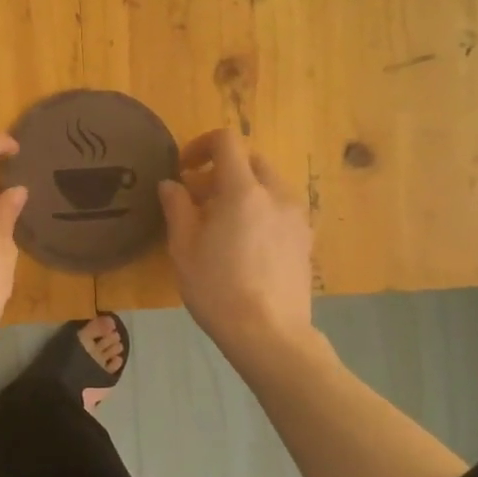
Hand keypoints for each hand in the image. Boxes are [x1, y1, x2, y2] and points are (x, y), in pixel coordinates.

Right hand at [158, 128, 315, 356]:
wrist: (269, 335)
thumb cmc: (218, 289)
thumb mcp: (184, 248)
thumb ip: (177, 207)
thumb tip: (171, 184)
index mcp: (243, 190)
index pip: (227, 141)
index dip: (201, 145)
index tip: (184, 169)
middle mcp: (276, 194)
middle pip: (250, 160)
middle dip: (222, 170)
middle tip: (199, 199)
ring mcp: (296, 217)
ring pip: (268, 184)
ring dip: (243, 190)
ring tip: (222, 224)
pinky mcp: (305, 239)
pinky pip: (280, 208)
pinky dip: (260, 210)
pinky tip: (245, 245)